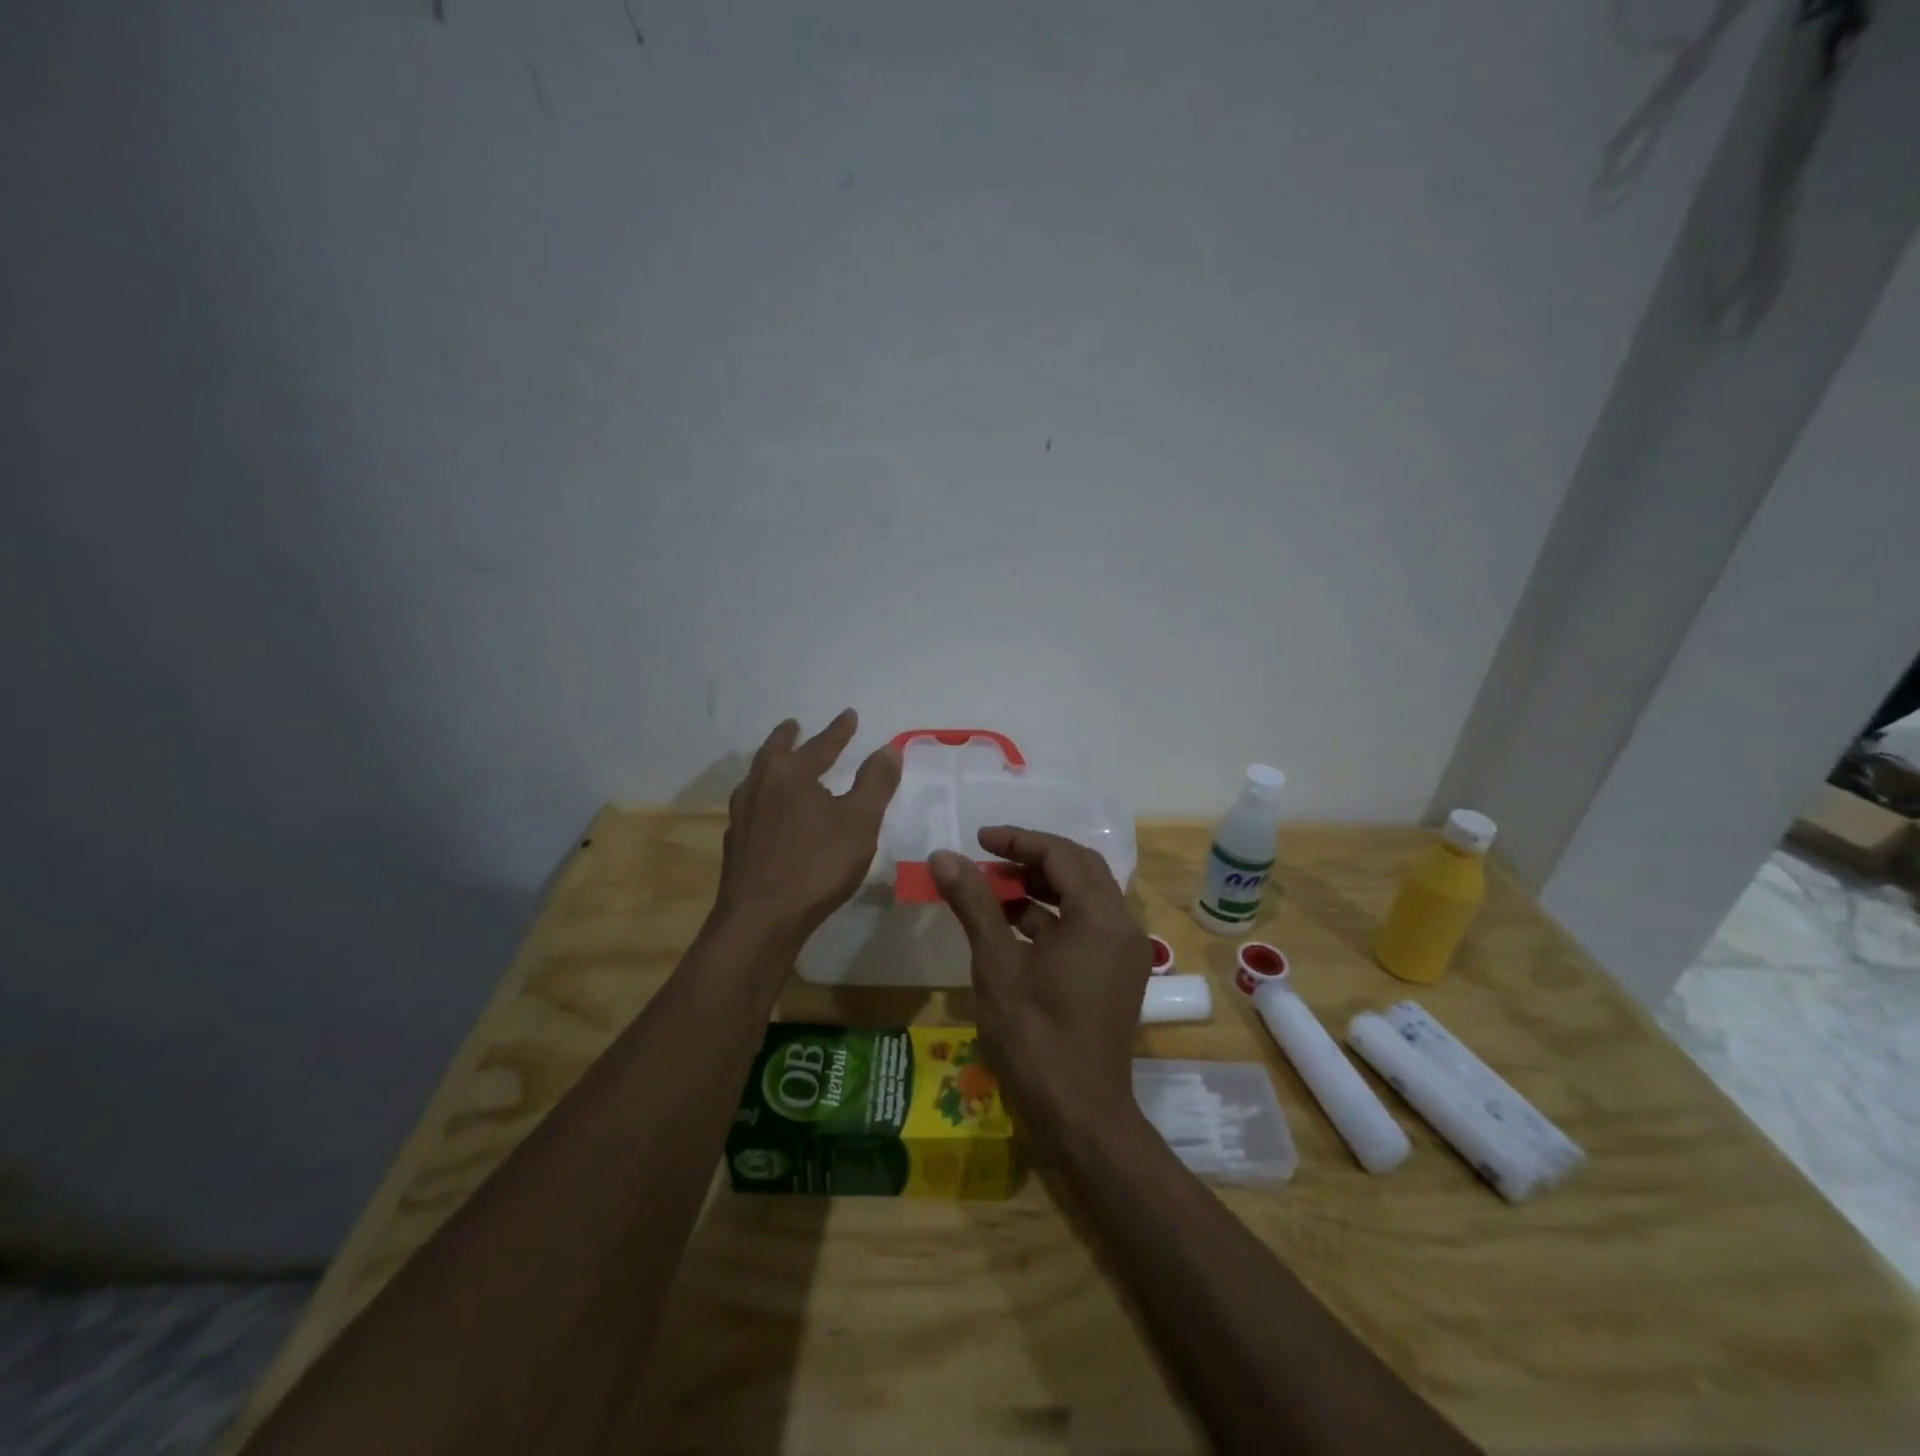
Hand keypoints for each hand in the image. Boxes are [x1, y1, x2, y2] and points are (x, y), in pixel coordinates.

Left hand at [715, 710, 901, 942]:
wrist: (761, 919)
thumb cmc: (816, 865)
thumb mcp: (860, 821)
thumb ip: (875, 782)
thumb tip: (887, 748)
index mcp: (791, 774)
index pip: (820, 744)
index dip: (838, 730)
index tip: (849, 715)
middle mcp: (761, 785)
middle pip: (775, 752)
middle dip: (789, 737)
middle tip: (794, 726)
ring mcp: (742, 815)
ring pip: (757, 777)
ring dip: (771, 763)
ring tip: (779, 762)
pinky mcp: (736, 843)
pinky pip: (751, 804)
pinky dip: (763, 795)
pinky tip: (768, 810)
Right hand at [930, 827, 1150, 1147]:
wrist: (1078, 1114)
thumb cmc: (1034, 1034)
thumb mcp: (996, 962)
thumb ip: (974, 902)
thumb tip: (943, 856)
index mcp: (1100, 915)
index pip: (1061, 854)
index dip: (1018, 840)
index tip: (978, 840)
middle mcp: (1122, 925)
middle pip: (1079, 869)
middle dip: (1031, 859)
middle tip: (987, 861)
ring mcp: (1123, 952)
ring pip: (1083, 898)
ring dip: (1041, 888)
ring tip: (993, 891)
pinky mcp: (1116, 975)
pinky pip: (1086, 927)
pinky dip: (1052, 918)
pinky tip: (1012, 928)